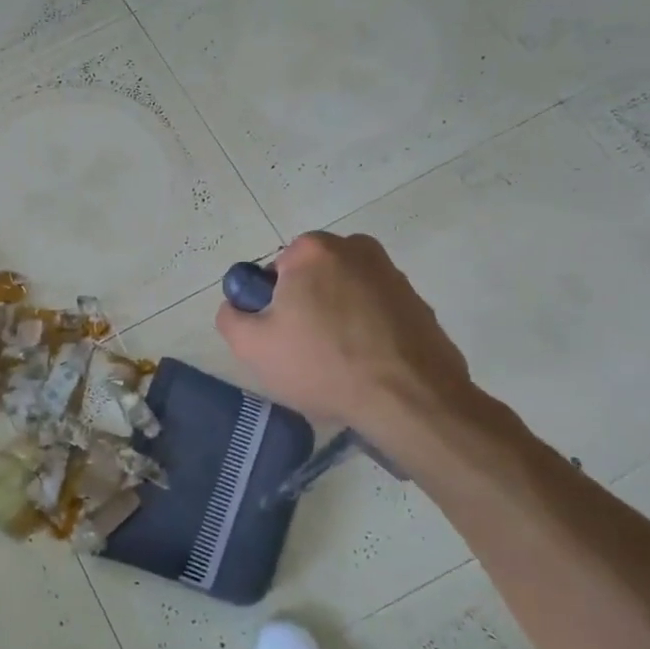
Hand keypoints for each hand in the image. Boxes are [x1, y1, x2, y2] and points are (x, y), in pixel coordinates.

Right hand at [216, 231, 476, 433]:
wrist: (410, 399)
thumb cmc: (322, 365)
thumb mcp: (252, 347)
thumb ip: (231, 317)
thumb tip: (237, 306)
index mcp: (314, 250)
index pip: (276, 270)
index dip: (271, 304)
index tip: (279, 335)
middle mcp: (356, 249)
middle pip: (313, 278)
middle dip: (306, 306)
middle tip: (304, 350)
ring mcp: (393, 275)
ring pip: (346, 293)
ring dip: (337, 318)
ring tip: (338, 361)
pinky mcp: (419, 303)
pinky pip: (376, 312)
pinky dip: (367, 331)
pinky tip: (366, 365)